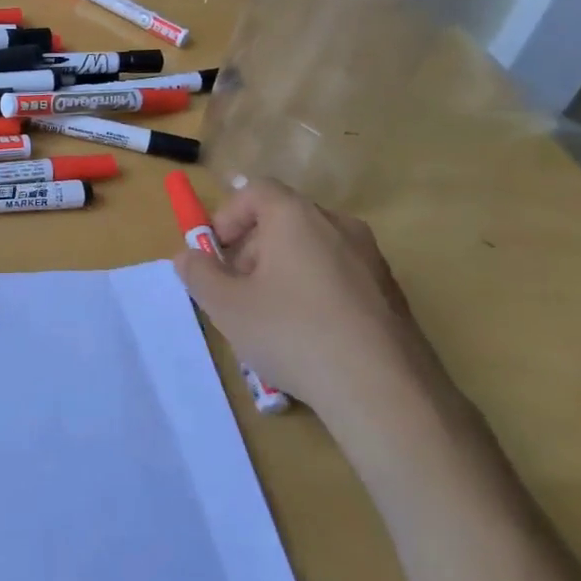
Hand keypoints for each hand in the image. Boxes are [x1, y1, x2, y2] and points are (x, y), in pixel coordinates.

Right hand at [173, 181, 447, 443]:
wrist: (385, 391)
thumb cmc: (293, 333)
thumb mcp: (226, 306)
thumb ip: (199, 274)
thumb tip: (189, 256)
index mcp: (297, 217)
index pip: (256, 190)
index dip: (228, 216)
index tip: (215, 254)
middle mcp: (338, 225)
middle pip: (284, 219)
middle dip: (252, 248)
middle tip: (237, 291)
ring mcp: (372, 259)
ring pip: (313, 250)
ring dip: (283, 272)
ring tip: (272, 320)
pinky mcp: (392, 293)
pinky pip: (341, 277)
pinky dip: (316, 292)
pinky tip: (310, 339)